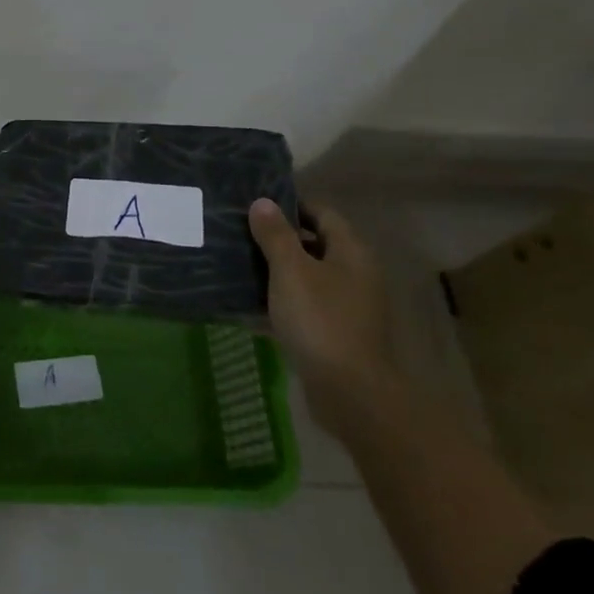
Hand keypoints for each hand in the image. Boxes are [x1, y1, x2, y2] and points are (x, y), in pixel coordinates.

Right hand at [248, 199, 397, 431]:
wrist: (348, 391)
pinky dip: (281, 300)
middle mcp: (355, 274)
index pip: (322, 213)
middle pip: (315, 244)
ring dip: (277, 270)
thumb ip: (275, 235)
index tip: (256, 206)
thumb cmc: (320, 320)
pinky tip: (251, 303)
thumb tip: (262, 202)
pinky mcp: (335, 333)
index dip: (291, 206)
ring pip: (307, 276)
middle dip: (279, 238)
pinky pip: (304, 305)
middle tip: (240, 233)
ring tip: (239, 264)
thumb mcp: (291, 271)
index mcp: (351, 252)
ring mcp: (347, 306)